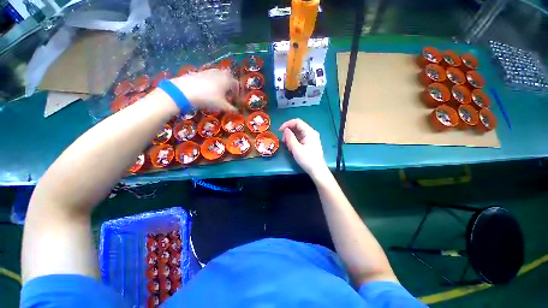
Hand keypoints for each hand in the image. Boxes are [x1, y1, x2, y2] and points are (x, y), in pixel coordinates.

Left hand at [171, 69, 238, 111]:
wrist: (186, 90)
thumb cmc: (208, 98)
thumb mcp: (222, 106)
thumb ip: (231, 109)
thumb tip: (238, 112)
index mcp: (227, 80)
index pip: (236, 84)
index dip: (238, 93)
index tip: (236, 100)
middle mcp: (220, 73)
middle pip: (229, 77)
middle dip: (230, 85)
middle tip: (229, 94)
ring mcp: (210, 71)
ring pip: (220, 75)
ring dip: (222, 83)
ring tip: (220, 92)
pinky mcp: (201, 72)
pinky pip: (211, 76)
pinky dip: (213, 82)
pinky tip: (209, 90)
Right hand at [279, 119, 328, 177]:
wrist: (317, 171)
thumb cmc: (307, 159)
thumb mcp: (296, 149)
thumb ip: (290, 138)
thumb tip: (285, 130)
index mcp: (309, 132)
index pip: (297, 122)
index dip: (287, 124)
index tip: (279, 131)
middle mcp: (311, 133)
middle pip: (298, 127)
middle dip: (288, 131)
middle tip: (283, 140)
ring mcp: (311, 138)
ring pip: (298, 133)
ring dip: (291, 137)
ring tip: (287, 145)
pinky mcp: (310, 144)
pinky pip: (300, 138)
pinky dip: (294, 141)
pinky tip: (291, 147)